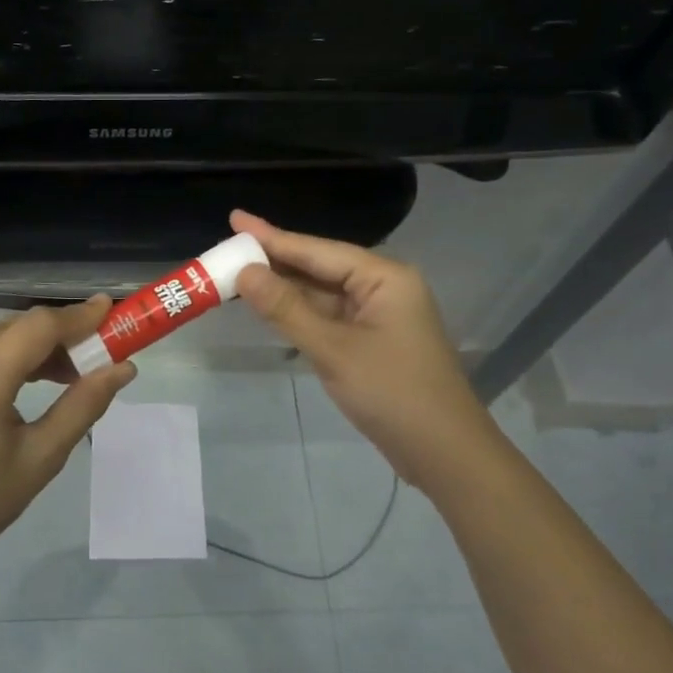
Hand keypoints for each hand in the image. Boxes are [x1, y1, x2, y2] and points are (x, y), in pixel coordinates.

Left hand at [0, 296, 136, 576]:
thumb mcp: (40, 459)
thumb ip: (83, 406)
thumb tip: (122, 369)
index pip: (37, 327)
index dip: (78, 315)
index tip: (112, 310)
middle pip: (18, 327)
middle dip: (62, 334)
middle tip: (100, 353)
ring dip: (37, 346)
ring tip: (72, 374)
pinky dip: (11, 357)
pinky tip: (33, 379)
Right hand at [230, 209, 497, 482]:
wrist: (444, 453)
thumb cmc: (393, 394)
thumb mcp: (333, 350)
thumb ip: (286, 309)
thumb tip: (245, 272)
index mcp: (384, 277)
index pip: (317, 250)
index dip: (272, 237)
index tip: (235, 219)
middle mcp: (383, 287)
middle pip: (319, 266)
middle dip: (274, 260)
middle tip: (228, 247)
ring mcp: (378, 315)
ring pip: (321, 293)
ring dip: (283, 287)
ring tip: (238, 272)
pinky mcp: (371, 341)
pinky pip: (328, 316)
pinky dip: (298, 312)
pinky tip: (269, 306)